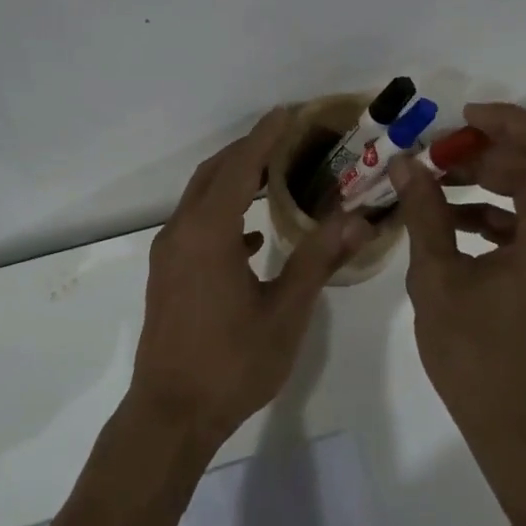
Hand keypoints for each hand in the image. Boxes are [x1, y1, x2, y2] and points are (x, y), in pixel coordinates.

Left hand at [129, 108, 372, 450]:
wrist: (170, 413)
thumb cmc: (232, 363)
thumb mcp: (285, 312)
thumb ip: (318, 260)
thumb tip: (359, 220)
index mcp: (209, 232)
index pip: (240, 166)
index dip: (266, 135)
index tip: (289, 112)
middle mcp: (182, 231)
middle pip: (214, 173)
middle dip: (248, 150)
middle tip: (288, 138)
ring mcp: (169, 253)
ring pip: (200, 197)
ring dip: (233, 179)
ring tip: (273, 174)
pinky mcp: (167, 273)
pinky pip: (195, 224)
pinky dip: (222, 213)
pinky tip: (251, 233)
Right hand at [391, 103, 525, 498]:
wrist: (522, 432)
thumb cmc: (477, 358)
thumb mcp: (438, 279)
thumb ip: (424, 214)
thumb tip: (404, 165)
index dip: (509, 122)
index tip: (460, 120)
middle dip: (487, 154)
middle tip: (434, 157)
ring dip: (489, 184)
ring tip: (433, 186)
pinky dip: (498, 218)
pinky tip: (452, 224)